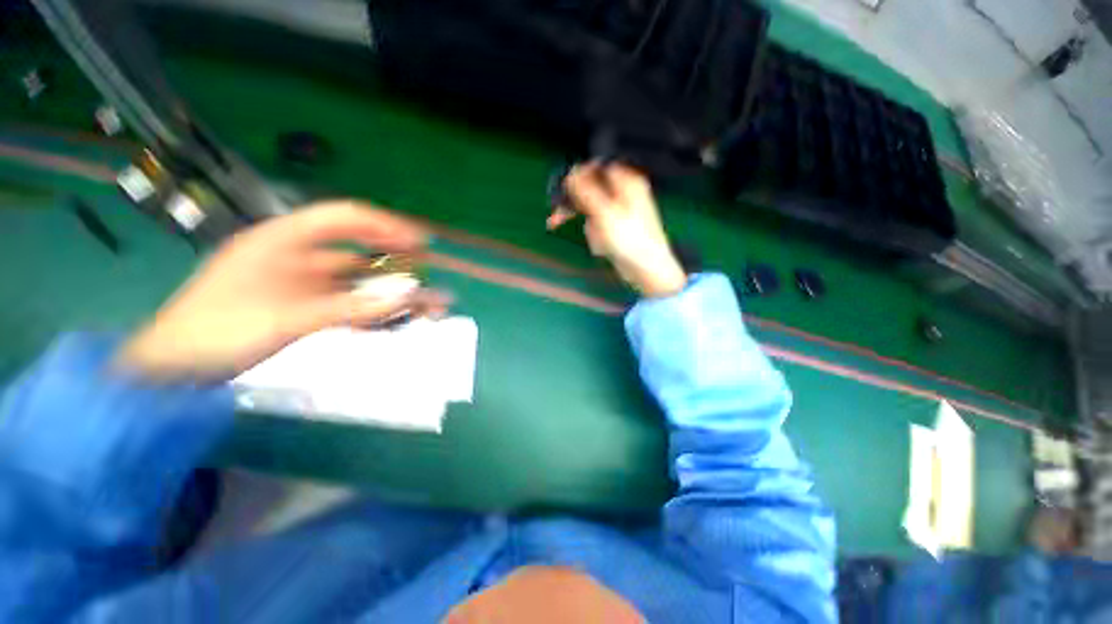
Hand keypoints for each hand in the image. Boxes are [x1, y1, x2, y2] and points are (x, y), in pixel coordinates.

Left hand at [119, 201, 446, 381]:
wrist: (176, 369)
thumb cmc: (220, 331)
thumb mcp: (287, 317)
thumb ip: (352, 307)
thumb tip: (408, 297)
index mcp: (285, 239)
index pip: (345, 217)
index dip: (387, 225)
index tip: (421, 242)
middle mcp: (299, 255)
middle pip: (359, 251)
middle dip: (398, 264)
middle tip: (430, 279)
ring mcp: (302, 283)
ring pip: (358, 281)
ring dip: (392, 293)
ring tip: (427, 308)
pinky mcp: (305, 306)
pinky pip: (350, 303)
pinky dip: (374, 310)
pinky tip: (395, 320)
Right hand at [547, 162, 686, 297]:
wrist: (647, 270)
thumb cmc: (629, 240)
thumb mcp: (604, 213)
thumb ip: (586, 190)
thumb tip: (571, 171)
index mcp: (627, 182)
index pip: (595, 168)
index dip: (576, 178)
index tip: (561, 192)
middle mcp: (625, 194)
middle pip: (591, 192)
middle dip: (577, 210)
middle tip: (555, 220)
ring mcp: (622, 212)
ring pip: (592, 213)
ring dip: (591, 229)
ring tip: (602, 243)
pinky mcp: (618, 229)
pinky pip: (599, 228)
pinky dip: (597, 238)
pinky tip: (605, 248)